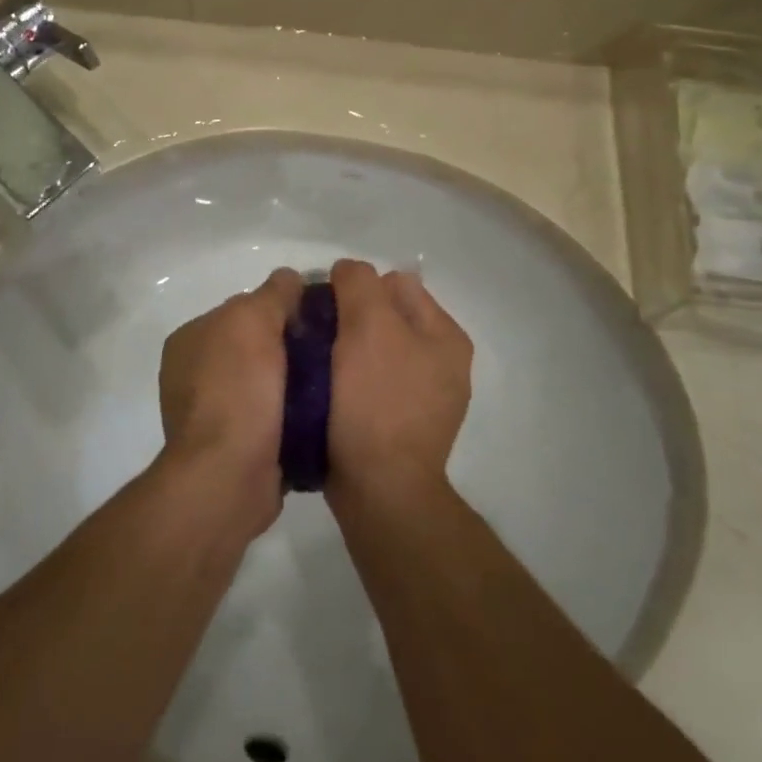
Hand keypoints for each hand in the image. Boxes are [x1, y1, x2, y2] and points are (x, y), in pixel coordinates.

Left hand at [157, 268, 303, 538]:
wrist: (229, 474)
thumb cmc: (237, 387)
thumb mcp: (254, 320)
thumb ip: (272, 293)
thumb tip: (289, 279)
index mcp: (189, 339)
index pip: (241, 310)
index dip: (278, 309)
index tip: (316, 317)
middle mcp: (193, 375)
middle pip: (255, 347)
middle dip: (289, 348)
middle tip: (330, 351)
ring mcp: (211, 415)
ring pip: (265, 385)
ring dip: (294, 385)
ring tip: (332, 385)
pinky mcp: (234, 451)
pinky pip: (271, 420)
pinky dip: (292, 417)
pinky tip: (319, 416)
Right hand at [324, 258, 473, 509]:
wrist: (379, 490)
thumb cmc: (377, 401)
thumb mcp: (369, 325)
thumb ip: (359, 284)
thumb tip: (347, 272)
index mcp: (445, 335)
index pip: (395, 283)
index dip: (356, 287)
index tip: (325, 308)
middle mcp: (441, 362)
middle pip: (385, 316)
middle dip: (350, 318)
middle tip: (317, 335)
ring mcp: (421, 397)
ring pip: (373, 350)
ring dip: (345, 350)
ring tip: (316, 362)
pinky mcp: (397, 425)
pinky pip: (368, 384)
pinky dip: (347, 381)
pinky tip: (326, 390)